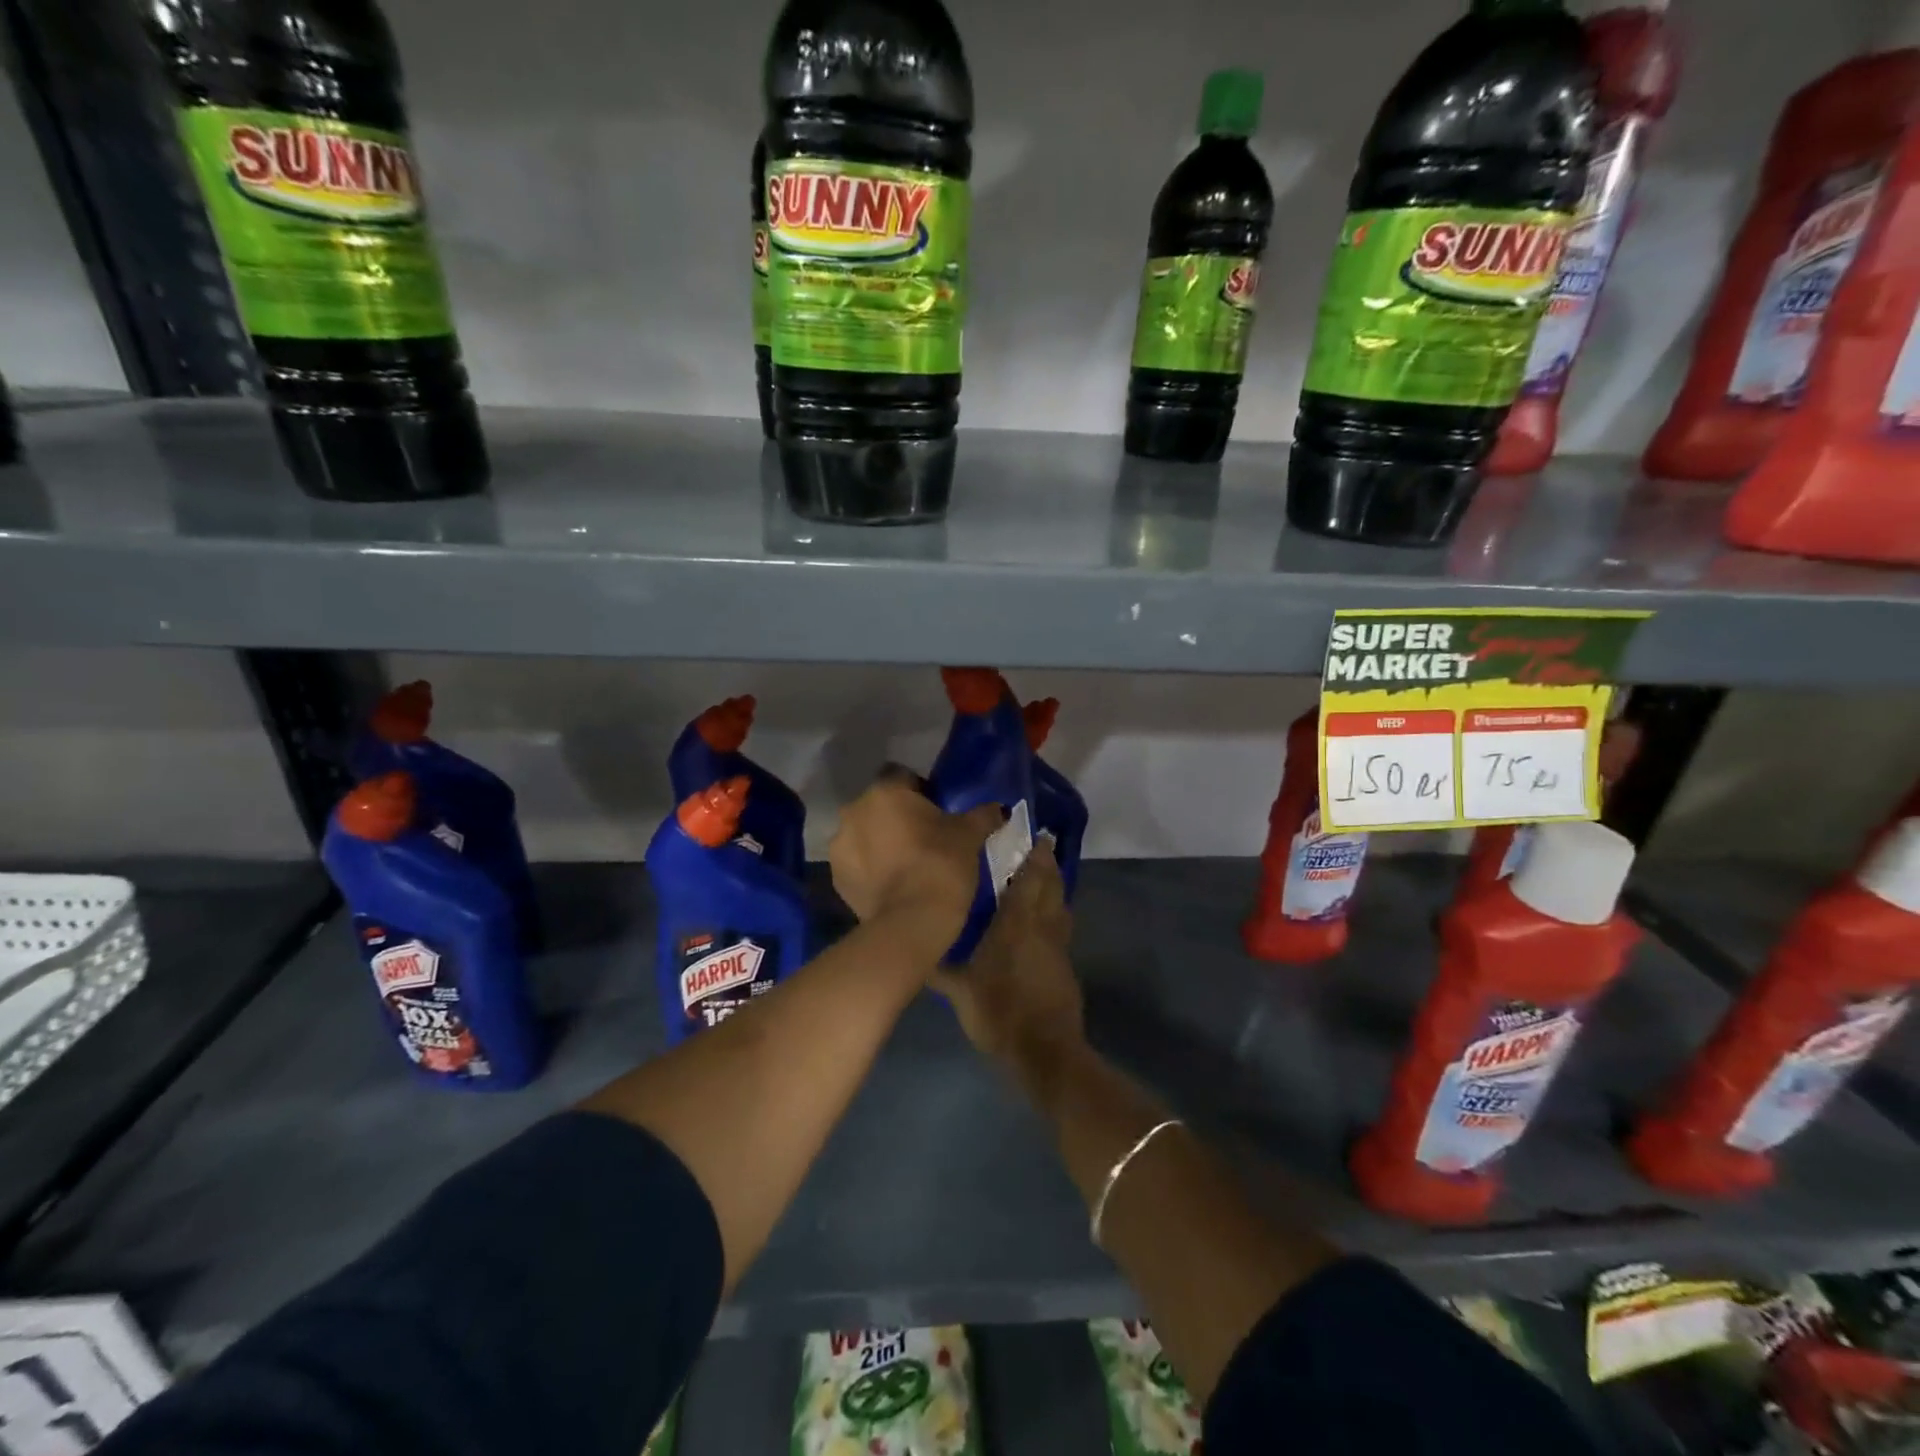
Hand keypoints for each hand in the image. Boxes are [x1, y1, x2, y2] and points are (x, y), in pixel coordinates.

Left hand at [828, 768, 1001, 951]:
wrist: (911, 921)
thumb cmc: (942, 864)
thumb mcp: (969, 835)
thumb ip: (982, 815)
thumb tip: (1000, 808)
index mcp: (885, 791)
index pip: (902, 776)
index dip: (920, 791)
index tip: (937, 811)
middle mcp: (854, 811)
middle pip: (879, 805)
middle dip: (897, 817)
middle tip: (924, 839)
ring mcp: (840, 845)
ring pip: (864, 834)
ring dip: (879, 842)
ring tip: (906, 865)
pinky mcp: (836, 878)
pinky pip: (856, 863)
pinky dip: (870, 869)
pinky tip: (892, 885)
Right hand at [932, 840, 1082, 1076]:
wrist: (1044, 1052)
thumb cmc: (999, 1012)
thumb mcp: (960, 990)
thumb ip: (939, 966)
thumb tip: (918, 948)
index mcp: (1018, 923)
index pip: (1031, 878)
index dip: (1035, 854)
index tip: (1033, 834)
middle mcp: (1043, 926)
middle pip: (1052, 884)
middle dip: (1047, 863)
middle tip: (1037, 847)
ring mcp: (1059, 946)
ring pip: (1061, 904)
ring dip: (1054, 887)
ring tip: (1039, 877)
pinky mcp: (1065, 965)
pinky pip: (1061, 927)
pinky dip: (1055, 913)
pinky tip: (1040, 921)